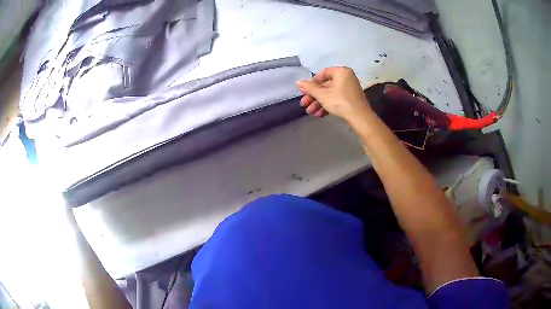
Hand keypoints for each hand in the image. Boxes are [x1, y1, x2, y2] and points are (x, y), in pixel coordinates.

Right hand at [297, 67, 372, 122]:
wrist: (360, 117)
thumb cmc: (340, 101)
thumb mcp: (322, 95)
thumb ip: (309, 88)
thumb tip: (298, 82)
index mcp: (341, 72)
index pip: (322, 73)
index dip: (312, 82)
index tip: (305, 91)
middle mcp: (346, 77)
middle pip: (325, 85)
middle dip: (314, 96)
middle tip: (304, 104)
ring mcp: (349, 89)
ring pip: (330, 94)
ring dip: (319, 103)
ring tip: (310, 112)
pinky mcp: (351, 99)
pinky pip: (337, 99)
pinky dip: (328, 105)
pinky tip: (319, 114)